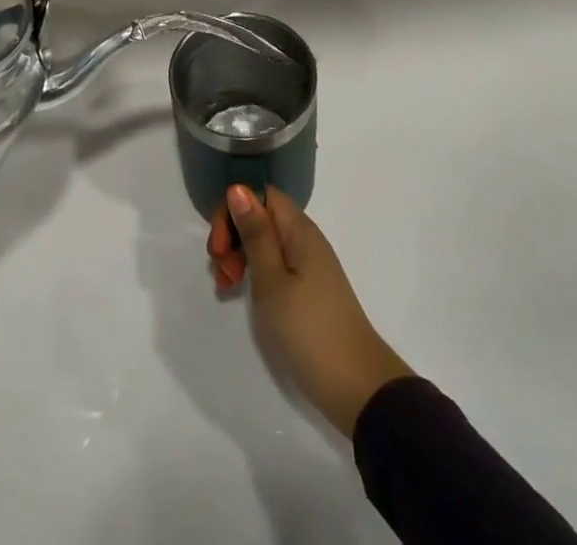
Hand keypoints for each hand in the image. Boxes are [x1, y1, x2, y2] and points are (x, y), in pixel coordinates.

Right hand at [209, 185, 413, 437]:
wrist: (358, 388)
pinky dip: (254, 274)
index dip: (234, 210)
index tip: (219, 246)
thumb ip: (254, 234)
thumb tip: (238, 187)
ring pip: (264, 243)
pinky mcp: (308, 289)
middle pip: (260, 217)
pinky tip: (241, 295)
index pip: (260, 194)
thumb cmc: (309, 331)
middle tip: (220, 272)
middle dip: (232, 236)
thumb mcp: (272, 282)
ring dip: (239, 257)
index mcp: (299, 230)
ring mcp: (308, 265)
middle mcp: (305, 239)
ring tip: (225, 287)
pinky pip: (275, 265)